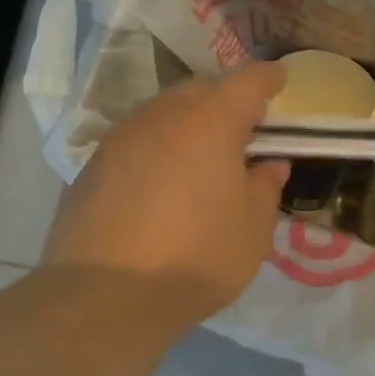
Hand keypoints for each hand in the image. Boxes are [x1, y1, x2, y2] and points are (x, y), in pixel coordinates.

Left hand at [43, 62, 287, 325]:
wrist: (106, 296)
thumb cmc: (198, 258)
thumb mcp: (253, 229)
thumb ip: (265, 187)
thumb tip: (268, 164)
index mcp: (210, 124)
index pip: (246, 83)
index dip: (268, 79)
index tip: (281, 79)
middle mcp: (162, 117)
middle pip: (200, 91)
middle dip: (226, 99)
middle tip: (245, 126)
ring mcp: (121, 139)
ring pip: (163, 113)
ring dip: (189, 122)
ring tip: (205, 153)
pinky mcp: (93, 166)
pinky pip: (138, 140)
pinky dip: (160, 147)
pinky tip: (166, 180)